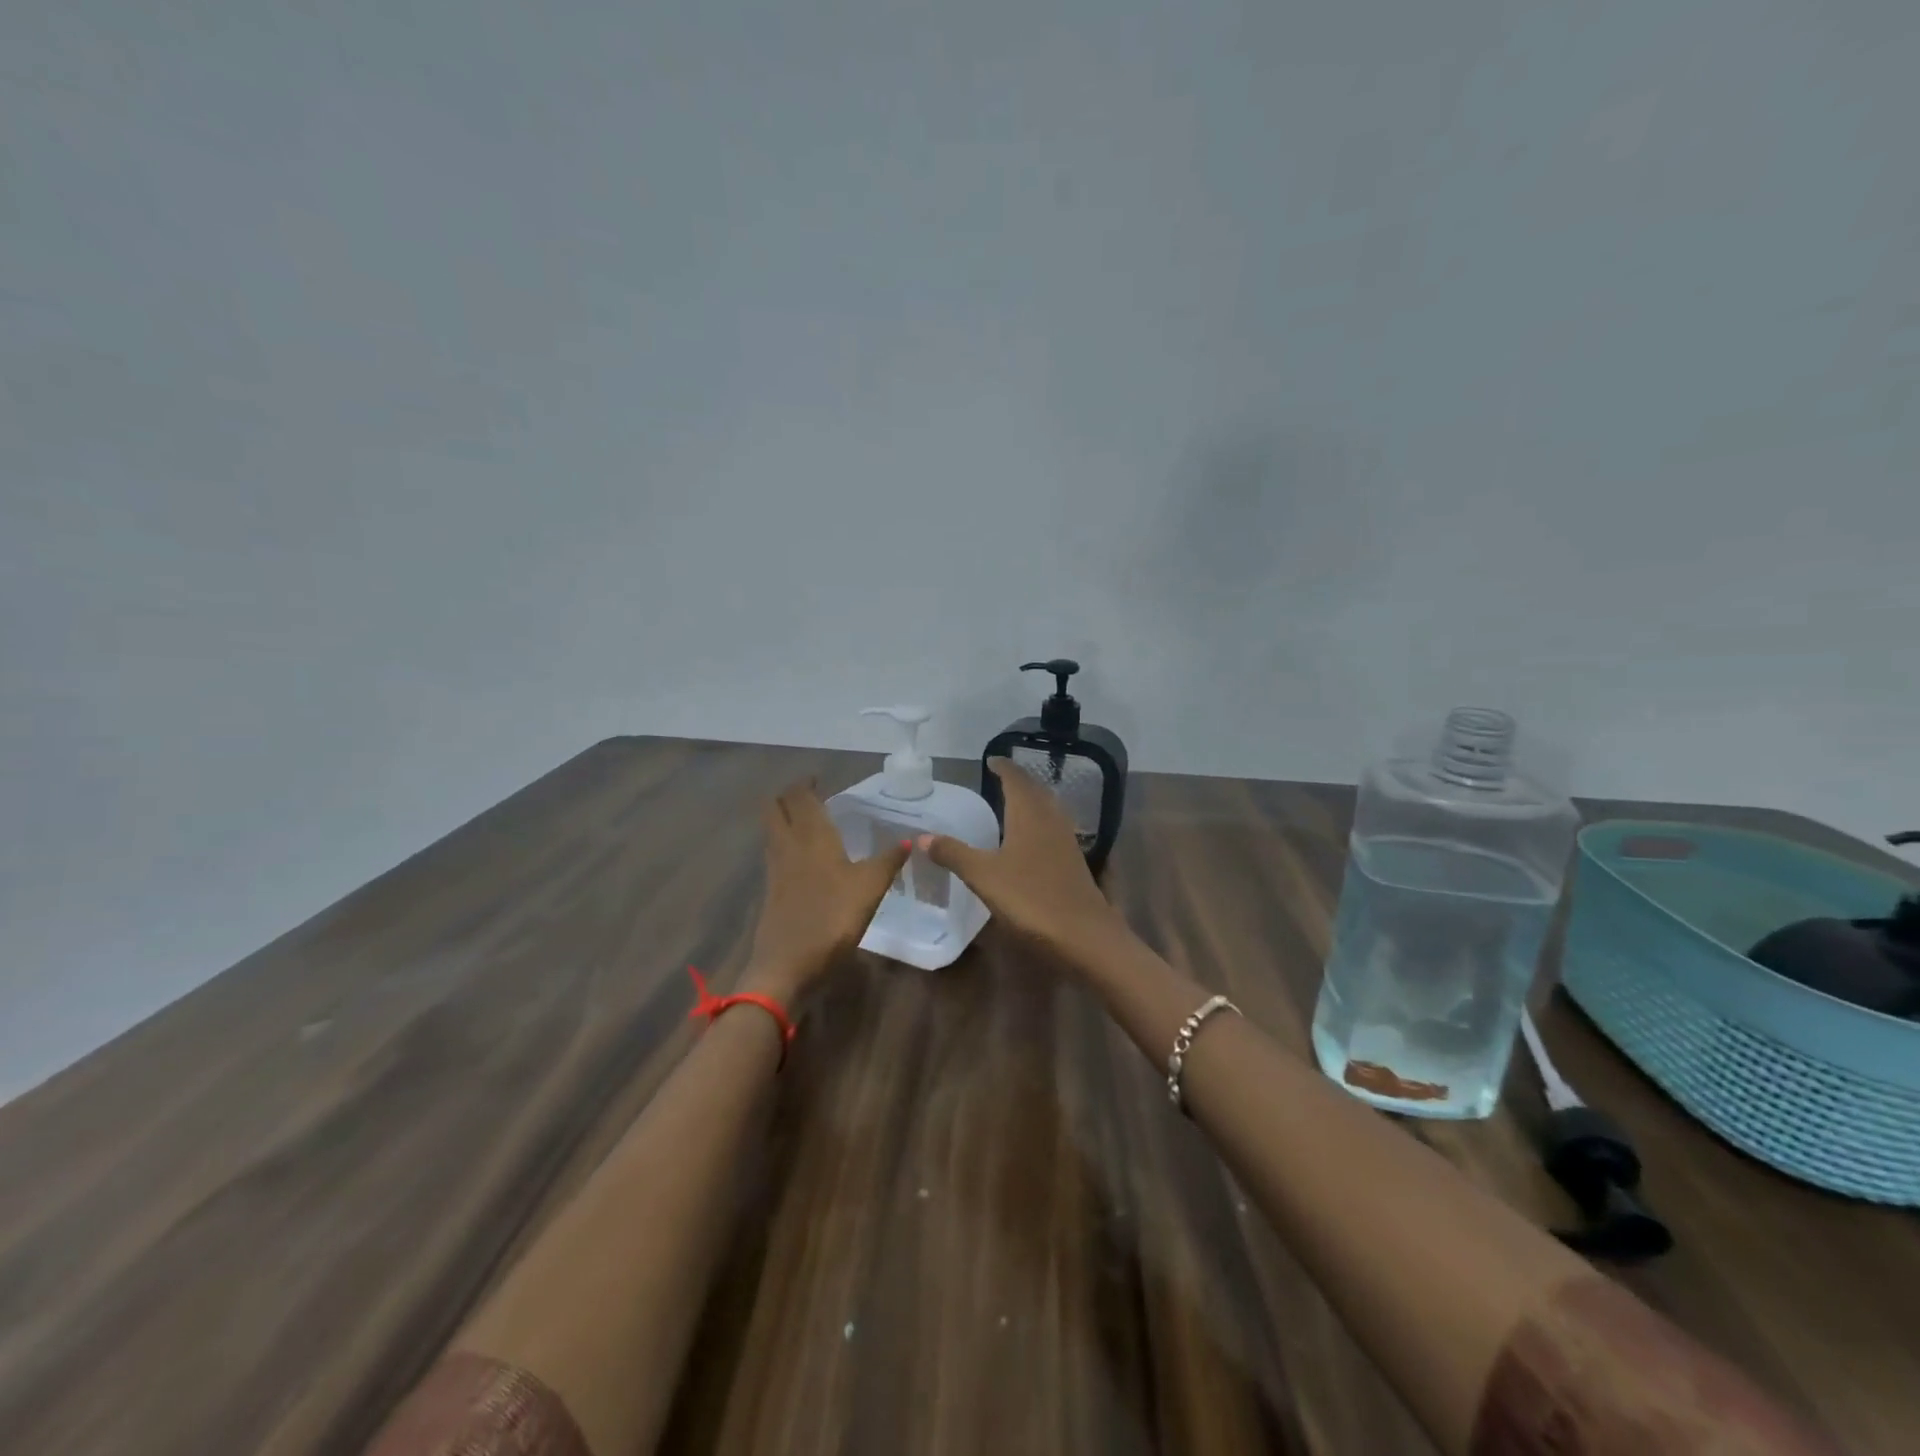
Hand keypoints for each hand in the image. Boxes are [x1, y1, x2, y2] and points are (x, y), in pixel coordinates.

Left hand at [745, 781, 910, 1001]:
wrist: (787, 965)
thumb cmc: (832, 919)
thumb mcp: (870, 888)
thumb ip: (888, 861)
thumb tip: (909, 840)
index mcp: (812, 836)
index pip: (799, 797)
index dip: (805, 783)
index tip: (819, 778)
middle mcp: (788, 845)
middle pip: (776, 808)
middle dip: (789, 796)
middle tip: (811, 795)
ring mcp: (775, 869)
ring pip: (772, 830)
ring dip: (784, 817)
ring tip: (808, 819)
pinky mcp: (771, 891)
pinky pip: (775, 853)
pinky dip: (785, 842)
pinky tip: (804, 857)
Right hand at [924, 758, 1132, 970]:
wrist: (1084, 936)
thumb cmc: (1030, 899)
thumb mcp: (983, 876)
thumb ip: (953, 853)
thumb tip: (920, 835)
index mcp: (1029, 814)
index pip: (1016, 780)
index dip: (1004, 768)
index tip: (991, 760)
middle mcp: (1051, 820)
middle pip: (1035, 791)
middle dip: (1018, 781)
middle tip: (1000, 777)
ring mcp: (1066, 841)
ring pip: (1048, 809)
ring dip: (1032, 800)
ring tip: (1014, 802)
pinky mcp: (1073, 862)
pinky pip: (1054, 828)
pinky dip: (1039, 822)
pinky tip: (1031, 839)